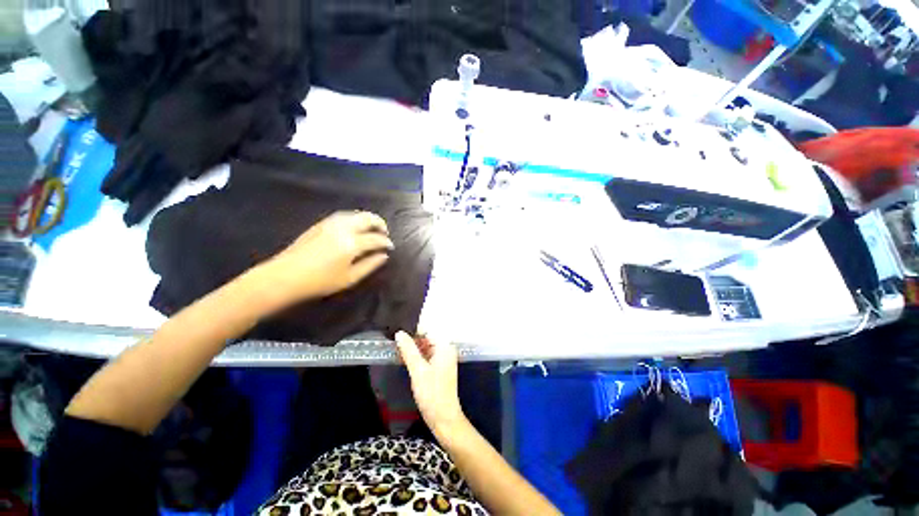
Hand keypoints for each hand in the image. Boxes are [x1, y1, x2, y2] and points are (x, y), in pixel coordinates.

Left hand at [266, 211, 392, 302]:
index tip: (391, 247)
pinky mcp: (321, 224)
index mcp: (352, 243)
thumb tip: (384, 255)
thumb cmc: (320, 281)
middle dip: (380, 223)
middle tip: (385, 232)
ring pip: (355, 214)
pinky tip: (355, 226)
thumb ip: (370, 265)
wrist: (285, 276)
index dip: (386, 242)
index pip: (376, 238)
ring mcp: (331, 224)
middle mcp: (343, 229)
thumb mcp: (350, 278)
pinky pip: (343, 215)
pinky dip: (355, 218)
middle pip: (367, 218)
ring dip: (367, 219)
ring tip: (372, 228)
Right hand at [395, 331, 465, 435]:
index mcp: (445, 346)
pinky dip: (417, 355)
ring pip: (426, 346)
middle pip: (427, 337)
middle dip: (412, 339)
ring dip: (414, 347)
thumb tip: (399, 333)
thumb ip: (408, 349)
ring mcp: (444, 358)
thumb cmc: (432, 393)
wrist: (444, 417)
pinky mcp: (440, 367)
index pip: (428, 330)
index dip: (413, 330)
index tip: (397, 333)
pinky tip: (405, 358)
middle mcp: (446, 348)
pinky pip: (427, 355)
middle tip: (394, 340)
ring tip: (397, 347)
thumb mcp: (417, 370)